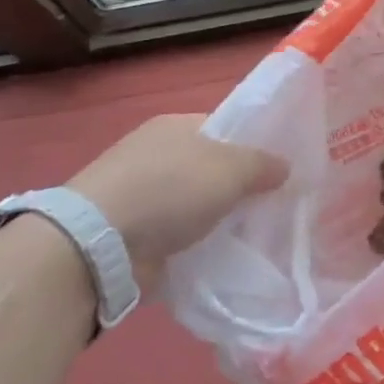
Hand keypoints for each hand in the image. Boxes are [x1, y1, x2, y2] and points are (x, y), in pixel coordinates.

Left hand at [64, 114, 287, 285]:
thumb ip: (263, 164)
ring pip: (194, 204)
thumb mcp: (231, 168)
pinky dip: (194, 244)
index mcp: (175, 126)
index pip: (225, 129)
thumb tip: (284, 167)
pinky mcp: (130, 233)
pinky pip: (176, 234)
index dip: (254, 147)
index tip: (279, 173)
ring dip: (216, 220)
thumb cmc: (170, 190)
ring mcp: (139, 194)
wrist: (100, 244)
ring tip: (251, 238)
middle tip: (271, 208)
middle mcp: (156, 154)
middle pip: (210, 168)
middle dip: (238, 188)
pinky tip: (218, 257)